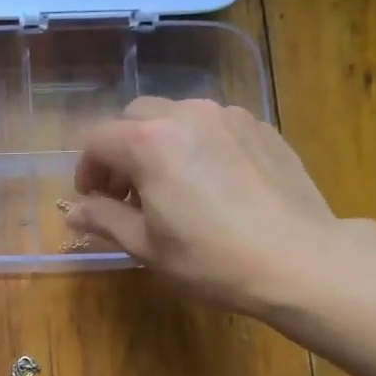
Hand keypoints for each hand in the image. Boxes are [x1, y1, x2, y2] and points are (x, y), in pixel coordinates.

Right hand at [67, 97, 342, 315]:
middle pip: (135, 117)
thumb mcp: (147, 247)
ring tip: (170, 187)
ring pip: (176, 116)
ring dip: (159, 144)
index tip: (91, 201)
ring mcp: (229, 116)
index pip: (98, 140)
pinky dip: (197, 145)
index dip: (86, 171)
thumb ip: (105, 220)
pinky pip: (213, 126)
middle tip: (126, 194)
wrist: (300, 261)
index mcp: (150, 142)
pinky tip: (211, 185)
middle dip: (120, 151)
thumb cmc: (212, 259)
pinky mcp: (261, 128)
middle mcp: (187, 115)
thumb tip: (74, 213)